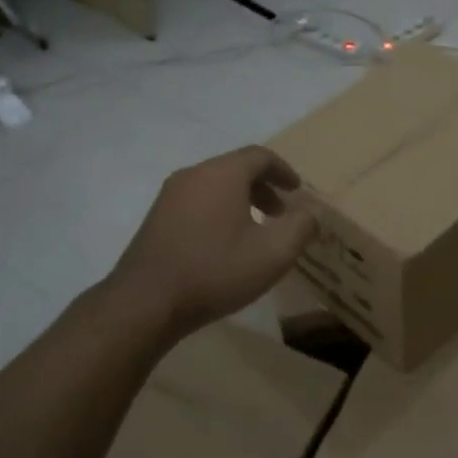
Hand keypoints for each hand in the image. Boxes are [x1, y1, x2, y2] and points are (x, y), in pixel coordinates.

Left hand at [109, 146, 317, 337]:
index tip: (297, 191)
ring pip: (214, 186)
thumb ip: (300, 227)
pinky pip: (196, 202)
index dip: (283, 171)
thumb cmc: (215, 271)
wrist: (146, 301)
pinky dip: (218, 211)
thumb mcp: (273, 253)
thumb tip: (311, 211)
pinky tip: (223, 244)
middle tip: (280, 213)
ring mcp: (169, 196)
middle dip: (263, 187)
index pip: (260, 156)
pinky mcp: (156, 218)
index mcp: (222, 174)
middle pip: (235, 168)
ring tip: (254, 231)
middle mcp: (193, 174)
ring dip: (240, 201)